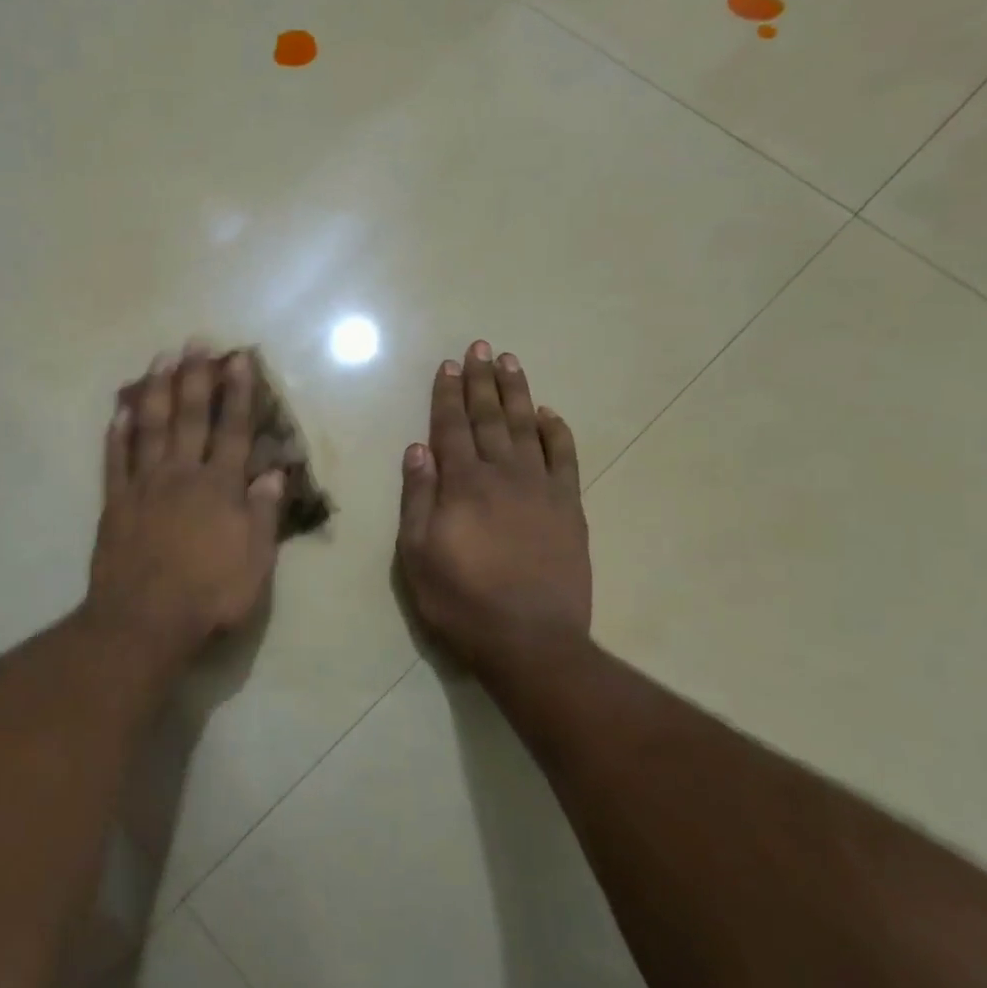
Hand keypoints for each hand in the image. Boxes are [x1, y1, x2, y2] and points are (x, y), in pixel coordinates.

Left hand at [87, 344, 285, 659]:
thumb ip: (263, 515)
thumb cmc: (209, 596)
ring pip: (150, 428)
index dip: (238, 393)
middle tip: (194, 341)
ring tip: (160, 359)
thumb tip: (273, 474)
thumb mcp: (255, 563)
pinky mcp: (115, 503)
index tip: (238, 359)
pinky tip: (119, 411)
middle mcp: (182, 476)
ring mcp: (144, 486)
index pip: (233, 431)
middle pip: (189, 418)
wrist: (145, 620)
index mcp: (220, 488)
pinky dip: (117, 434)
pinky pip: (115, 460)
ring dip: (156, 391)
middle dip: (194, 377)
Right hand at [397, 341, 591, 669]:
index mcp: (462, 485)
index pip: (450, 428)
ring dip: (517, 394)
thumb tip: (417, 449)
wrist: (531, 640)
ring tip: (510, 363)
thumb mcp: (417, 554)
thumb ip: (418, 498)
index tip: (449, 365)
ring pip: (527, 428)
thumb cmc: (461, 600)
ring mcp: (541, 489)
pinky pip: (564, 459)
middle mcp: (502, 475)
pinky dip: (556, 432)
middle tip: (481, 347)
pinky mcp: (569, 508)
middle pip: (489, 418)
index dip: (447, 395)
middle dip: (482, 381)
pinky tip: (549, 414)